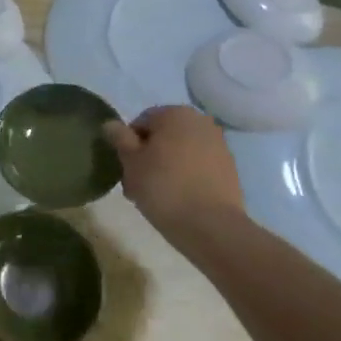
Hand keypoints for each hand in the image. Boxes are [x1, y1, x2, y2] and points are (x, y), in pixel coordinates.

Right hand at [108, 106, 245, 240]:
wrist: (212, 227)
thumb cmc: (164, 187)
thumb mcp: (131, 162)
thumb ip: (119, 138)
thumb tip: (111, 124)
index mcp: (175, 113)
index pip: (141, 123)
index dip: (128, 146)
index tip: (125, 171)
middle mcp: (200, 122)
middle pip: (162, 137)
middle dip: (148, 157)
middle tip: (137, 186)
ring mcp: (218, 145)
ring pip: (180, 153)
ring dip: (166, 168)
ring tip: (157, 196)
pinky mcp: (229, 170)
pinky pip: (198, 168)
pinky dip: (186, 178)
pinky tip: (178, 200)